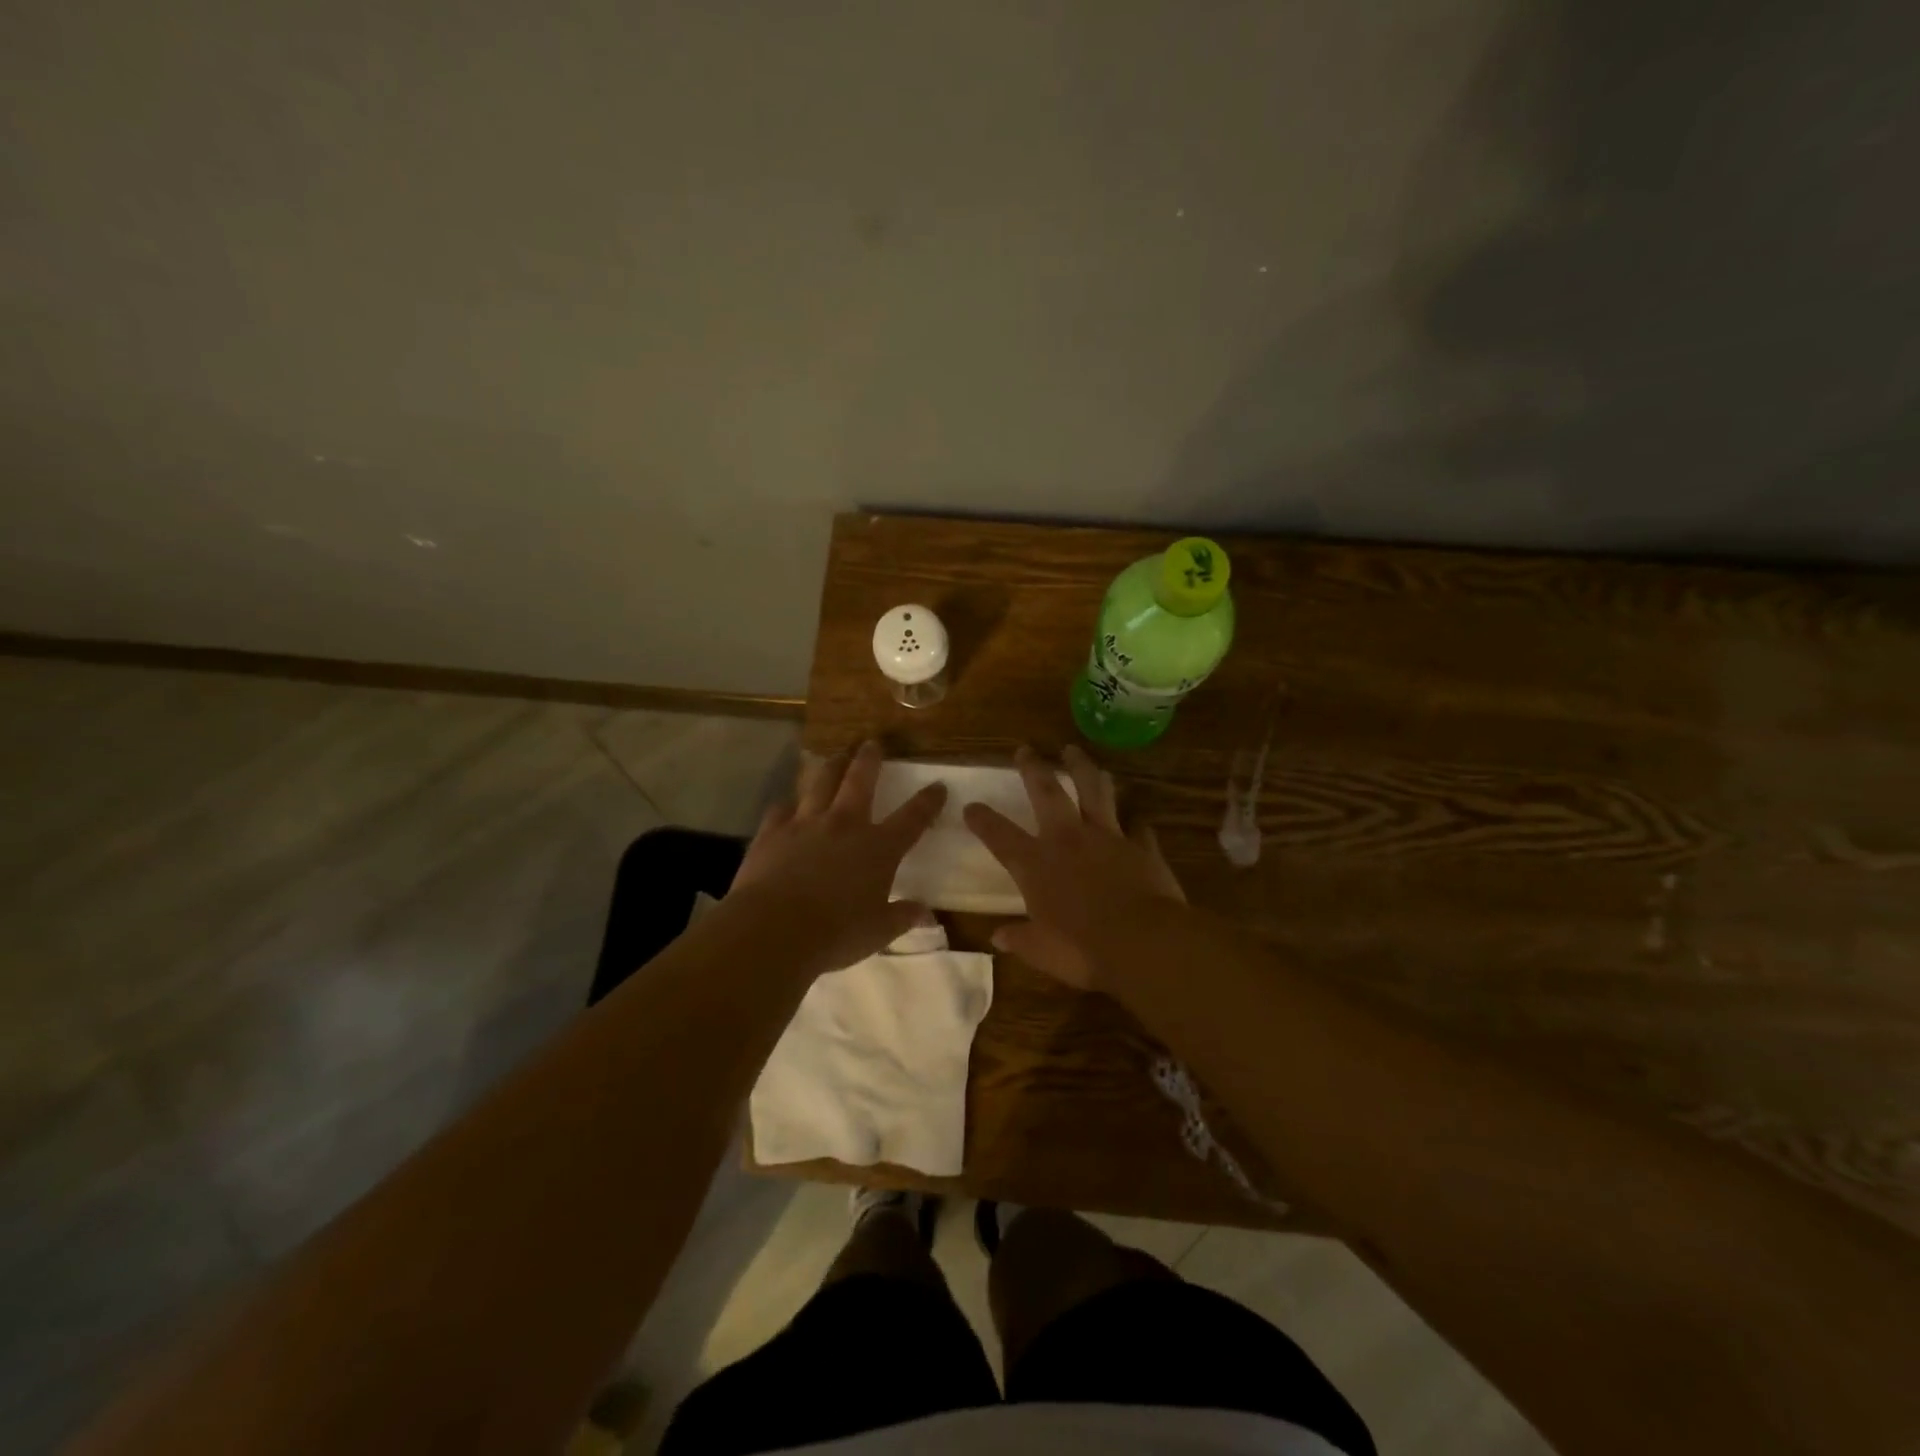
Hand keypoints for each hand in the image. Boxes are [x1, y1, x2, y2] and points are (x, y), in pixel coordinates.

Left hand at [725, 740, 946, 973]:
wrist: (773, 929)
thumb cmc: (835, 933)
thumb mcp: (878, 932)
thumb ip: (903, 916)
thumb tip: (927, 912)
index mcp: (878, 848)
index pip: (912, 818)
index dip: (928, 801)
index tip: (939, 785)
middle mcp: (844, 825)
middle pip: (860, 781)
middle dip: (869, 760)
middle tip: (872, 743)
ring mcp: (806, 823)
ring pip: (820, 782)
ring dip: (830, 766)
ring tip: (835, 755)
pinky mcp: (772, 832)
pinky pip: (781, 809)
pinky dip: (788, 804)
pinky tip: (788, 804)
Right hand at [963, 745, 1185, 989]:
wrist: (1143, 941)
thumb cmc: (1082, 949)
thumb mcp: (1042, 951)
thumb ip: (1020, 939)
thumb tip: (998, 937)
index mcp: (1036, 865)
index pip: (1000, 836)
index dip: (983, 820)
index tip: (971, 806)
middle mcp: (1067, 840)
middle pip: (1047, 792)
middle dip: (1034, 768)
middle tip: (1025, 749)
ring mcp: (1107, 837)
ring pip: (1093, 790)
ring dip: (1082, 768)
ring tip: (1075, 751)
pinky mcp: (1140, 846)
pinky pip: (1138, 826)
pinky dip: (1135, 821)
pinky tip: (1137, 817)